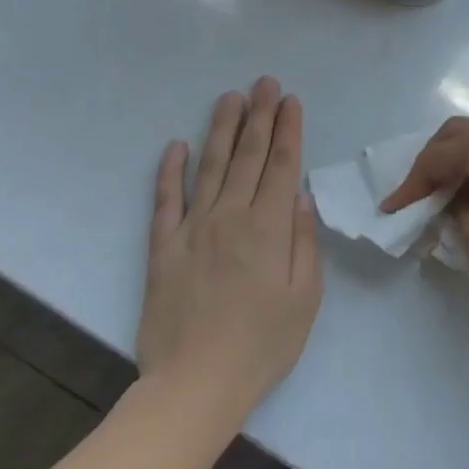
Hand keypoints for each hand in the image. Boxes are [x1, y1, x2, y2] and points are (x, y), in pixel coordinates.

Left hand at [139, 78, 321, 410]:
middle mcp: (231, 217)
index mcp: (269, 229)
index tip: (290, 100)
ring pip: (211, 167)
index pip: (281, 166)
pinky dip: (170, 171)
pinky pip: (165, 201)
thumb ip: (303, 242)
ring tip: (230, 97)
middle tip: (264, 82)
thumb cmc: (262, 345)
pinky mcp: (163, 248)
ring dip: (222, 130)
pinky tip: (176, 145)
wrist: (195, 385)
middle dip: (259, 116)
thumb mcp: (305, 298)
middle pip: (248, 156)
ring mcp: (193, 229)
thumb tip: (300, 198)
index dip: (288, 129)